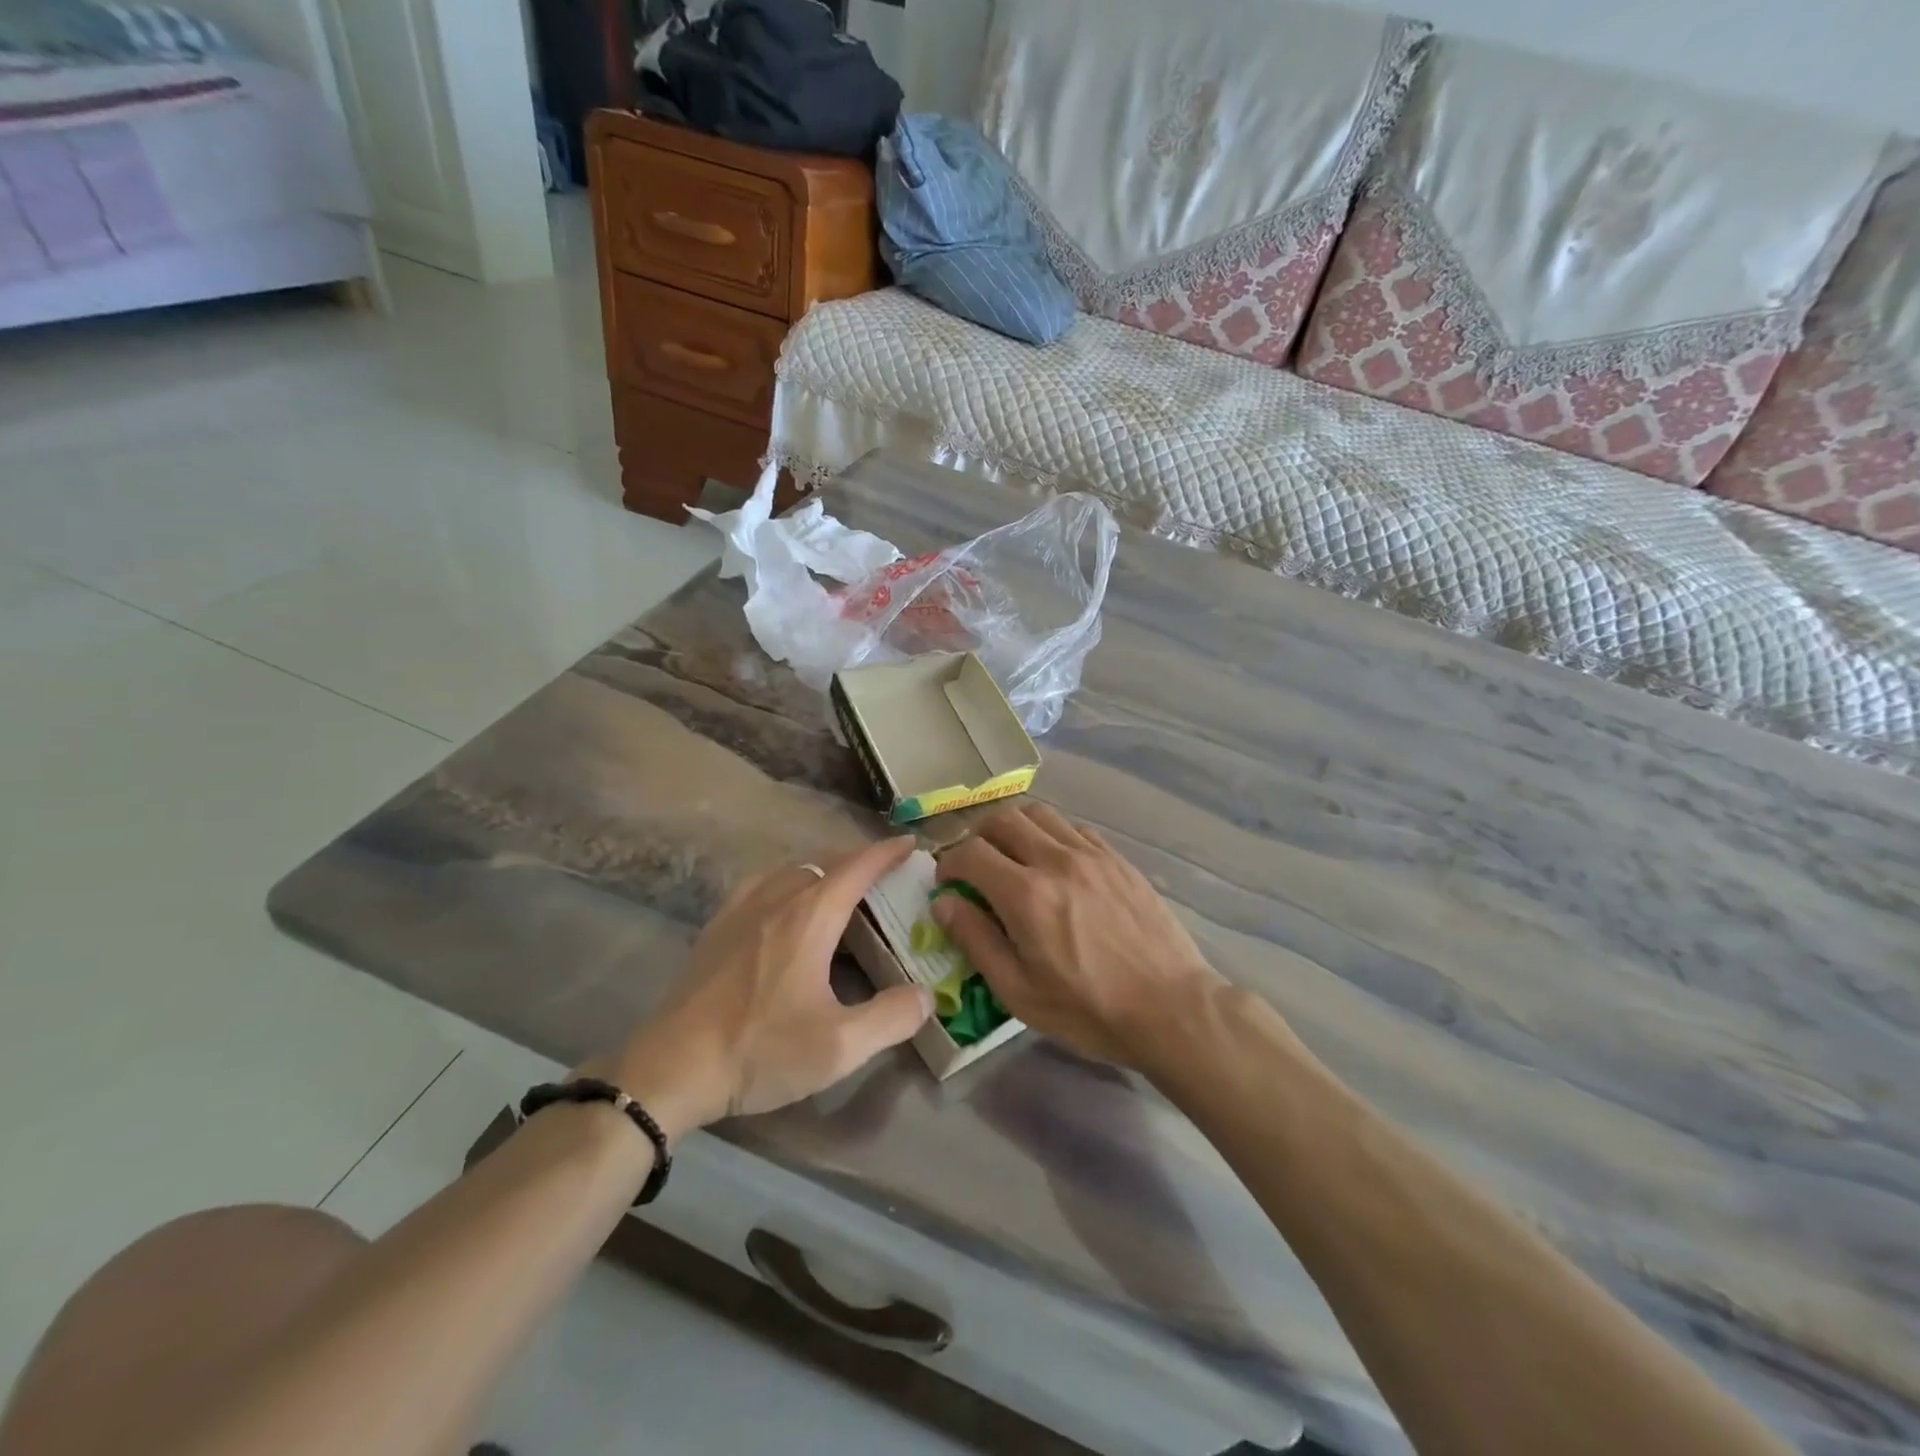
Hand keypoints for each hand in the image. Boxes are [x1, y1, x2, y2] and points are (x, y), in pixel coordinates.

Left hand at [612, 838, 932, 1136]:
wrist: (672, 1067)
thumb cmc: (759, 1050)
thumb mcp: (838, 1046)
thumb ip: (891, 1018)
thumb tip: (925, 996)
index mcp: (810, 916)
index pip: (857, 868)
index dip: (887, 853)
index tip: (910, 844)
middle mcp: (777, 898)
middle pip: (825, 863)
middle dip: (859, 862)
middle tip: (885, 878)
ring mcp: (740, 909)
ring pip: (791, 870)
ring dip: (823, 871)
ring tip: (841, 892)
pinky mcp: (717, 927)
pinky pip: (762, 885)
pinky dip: (788, 883)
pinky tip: (786, 909)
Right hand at [934, 804, 1222, 1068]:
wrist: (1170, 1008)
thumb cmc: (1088, 1010)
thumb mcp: (1019, 992)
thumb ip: (977, 940)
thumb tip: (944, 904)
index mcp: (1026, 895)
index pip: (971, 852)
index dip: (949, 863)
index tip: (947, 883)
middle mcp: (1056, 860)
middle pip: (1003, 819)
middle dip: (978, 837)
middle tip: (976, 866)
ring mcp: (1092, 855)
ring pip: (1040, 814)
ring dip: (1015, 828)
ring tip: (1013, 858)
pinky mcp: (1119, 859)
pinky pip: (1075, 828)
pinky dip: (1053, 836)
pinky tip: (1057, 865)